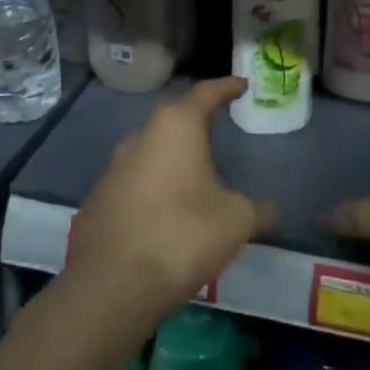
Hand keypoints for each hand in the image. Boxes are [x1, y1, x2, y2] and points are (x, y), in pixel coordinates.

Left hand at [65, 77, 273, 313]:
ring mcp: (115, 166)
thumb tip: (269, 209)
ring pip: (152, 148)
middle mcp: (142, 135)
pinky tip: (170, 206)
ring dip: (175, 153)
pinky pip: (137, 178)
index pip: (206, 92)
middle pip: (175, 117)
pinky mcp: (100, 198)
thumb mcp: (236, 220)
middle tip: (221, 124)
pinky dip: (156, 183)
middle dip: (198, 120)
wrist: (111, 284)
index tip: (242, 85)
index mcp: (176, 126)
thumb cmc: (183, 234)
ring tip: (198, 169)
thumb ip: (256, 208)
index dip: (227, 87)